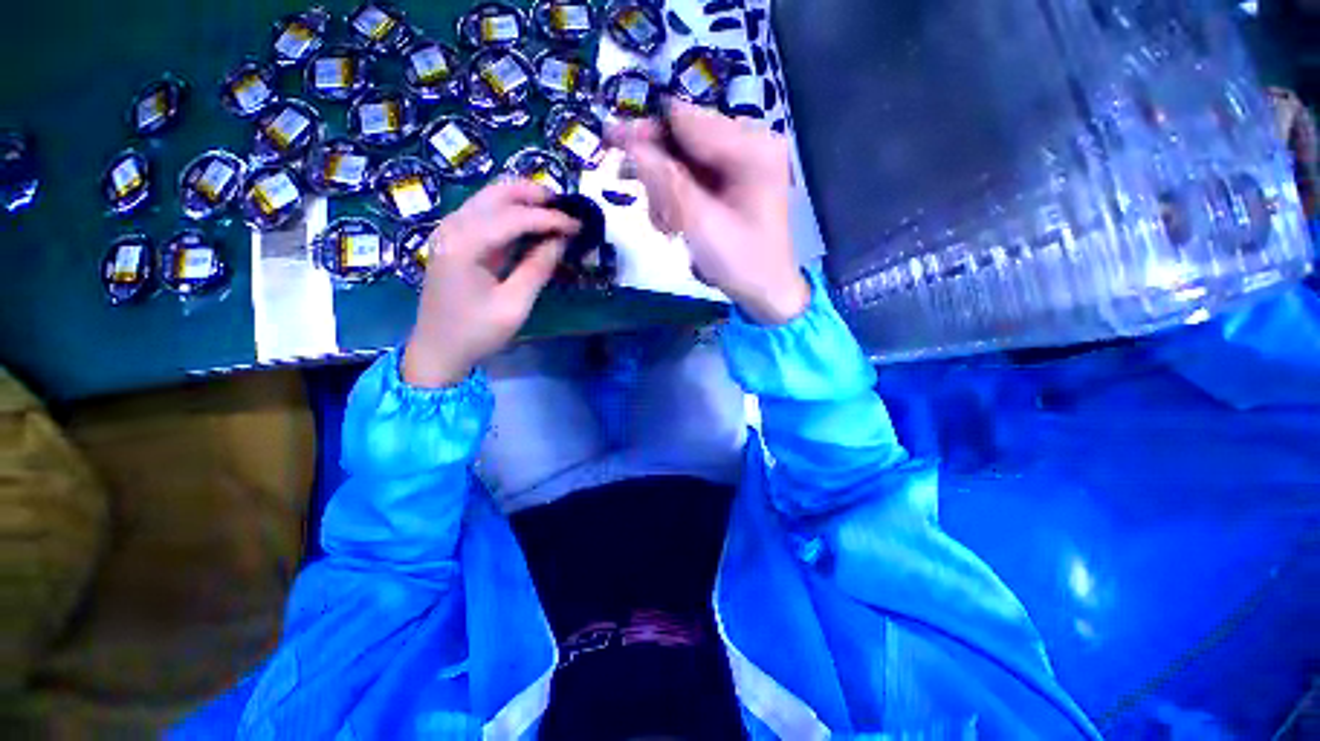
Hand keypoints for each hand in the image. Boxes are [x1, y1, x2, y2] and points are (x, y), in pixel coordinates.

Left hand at [404, 181, 579, 387]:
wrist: (438, 349)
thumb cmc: (477, 332)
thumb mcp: (514, 305)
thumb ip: (538, 268)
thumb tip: (562, 240)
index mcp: (465, 244)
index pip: (514, 217)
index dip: (550, 218)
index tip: (579, 225)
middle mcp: (453, 226)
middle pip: (497, 192)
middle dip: (535, 196)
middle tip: (567, 209)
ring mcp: (450, 230)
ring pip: (491, 197)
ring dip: (524, 201)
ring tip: (555, 215)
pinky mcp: (454, 239)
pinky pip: (486, 213)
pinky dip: (512, 213)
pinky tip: (532, 225)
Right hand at [609, 100, 808, 324]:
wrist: (767, 292)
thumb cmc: (741, 263)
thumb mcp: (700, 224)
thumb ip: (664, 181)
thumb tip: (627, 139)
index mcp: (751, 147)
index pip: (686, 120)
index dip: (645, 131)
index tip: (611, 144)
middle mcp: (749, 142)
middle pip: (682, 139)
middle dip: (659, 175)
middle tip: (651, 210)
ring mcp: (741, 161)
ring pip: (682, 161)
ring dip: (666, 193)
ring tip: (669, 228)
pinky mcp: (733, 180)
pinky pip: (691, 177)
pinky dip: (677, 200)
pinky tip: (677, 225)